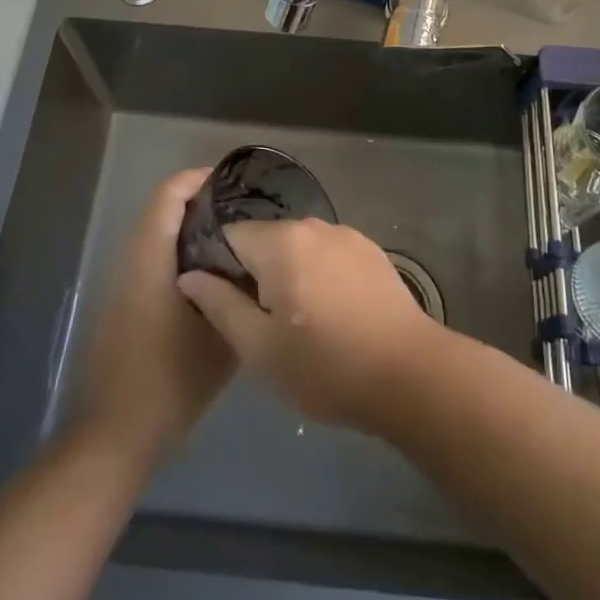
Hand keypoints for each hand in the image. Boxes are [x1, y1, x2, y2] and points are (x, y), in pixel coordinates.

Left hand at [77, 170, 235, 462]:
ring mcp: (124, 282)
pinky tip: (212, 277)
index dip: (199, 179)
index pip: (169, 194)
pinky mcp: (124, 303)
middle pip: (163, 210)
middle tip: (244, 212)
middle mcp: (132, 259)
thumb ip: (240, 295)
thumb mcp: (221, 337)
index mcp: (151, 257)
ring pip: (158, 236)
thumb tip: (260, 267)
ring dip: (190, 229)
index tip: (234, 182)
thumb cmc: (170, 380)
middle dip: (201, 203)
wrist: (116, 434)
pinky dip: (181, 253)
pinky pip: (154, 259)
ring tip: (235, 240)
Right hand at [177, 218, 442, 433]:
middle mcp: (312, 225)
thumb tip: (189, 275)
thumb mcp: (259, 348)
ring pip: (298, 247)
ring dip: (288, 274)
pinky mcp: (370, 250)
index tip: (222, 301)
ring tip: (296, 321)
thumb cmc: (326, 366)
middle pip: (265, 239)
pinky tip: (329, 313)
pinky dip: (318, 275)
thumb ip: (220, 305)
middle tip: (259, 321)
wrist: (410, 374)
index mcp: (280, 242)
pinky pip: (327, 254)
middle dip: (254, 272)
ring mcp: (346, 234)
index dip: (218, 266)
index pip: (230, 235)